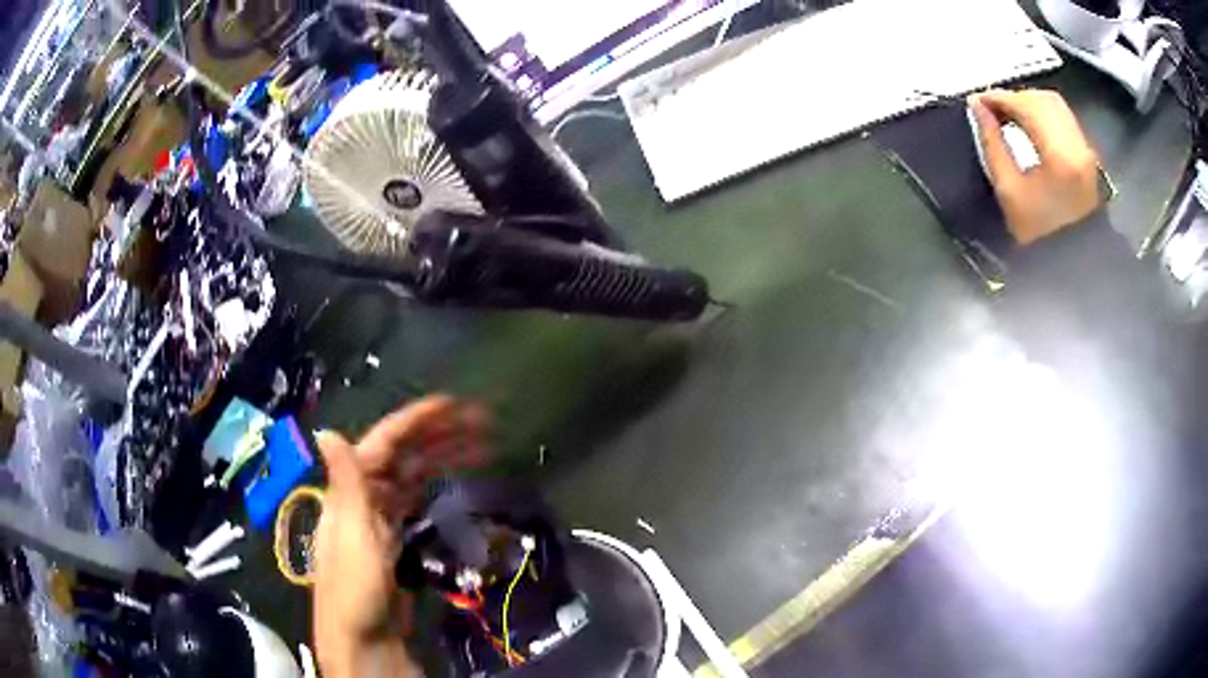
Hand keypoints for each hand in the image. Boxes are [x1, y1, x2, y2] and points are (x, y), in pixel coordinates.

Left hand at [313, 396, 487, 676]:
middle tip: (481, 422)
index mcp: (352, 490)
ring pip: (414, 477)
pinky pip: (417, 501)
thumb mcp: (352, 535)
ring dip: (442, 457)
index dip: (416, 421)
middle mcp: (365, 496)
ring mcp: (381, 518)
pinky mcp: (395, 539)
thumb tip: (327, 430)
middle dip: (439, 435)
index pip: (385, 444)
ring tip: (481, 445)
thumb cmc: (355, 587)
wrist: (363, 637)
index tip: (453, 404)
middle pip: (404, 456)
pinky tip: (455, 479)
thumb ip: (346, 483)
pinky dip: (436, 486)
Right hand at [969, 89, 1102, 245]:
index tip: (977, 100)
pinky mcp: (1088, 154)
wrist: (1074, 264)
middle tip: (992, 107)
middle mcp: (1077, 145)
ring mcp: (1086, 149)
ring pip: (1053, 105)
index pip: (1026, 106)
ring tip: (1009, 115)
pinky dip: (1043, 113)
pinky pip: (1062, 118)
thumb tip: (978, 107)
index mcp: (1059, 156)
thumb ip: (991, 143)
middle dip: (1014, 98)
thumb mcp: (1008, 191)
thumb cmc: (1039, 236)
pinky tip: (1029, 123)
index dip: (998, 98)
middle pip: (1041, 100)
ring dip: (1028, 103)